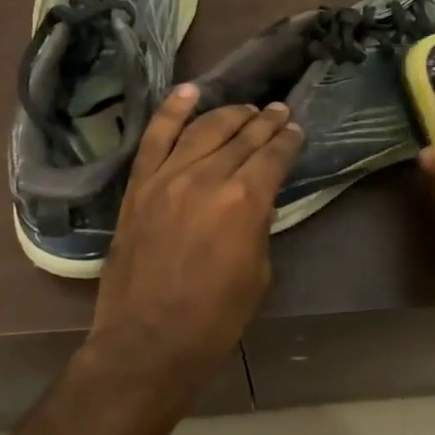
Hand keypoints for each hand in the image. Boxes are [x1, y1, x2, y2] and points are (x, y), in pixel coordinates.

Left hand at [89, 85, 302, 370]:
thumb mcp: (257, 272)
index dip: (288, 141)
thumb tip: (256, 199)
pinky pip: (155, 137)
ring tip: (246, 108)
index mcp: (244, 201)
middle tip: (278, 111)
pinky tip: (190, 92)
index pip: (273, 156)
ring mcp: (167, 177)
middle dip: (265, 122)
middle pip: (242, 137)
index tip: (295, 130)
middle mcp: (207, 177)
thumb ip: (258, 225)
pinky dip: (172, 111)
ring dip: (229, 114)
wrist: (147, 343)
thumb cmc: (214, 319)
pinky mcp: (139, 186)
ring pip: (203, 129)